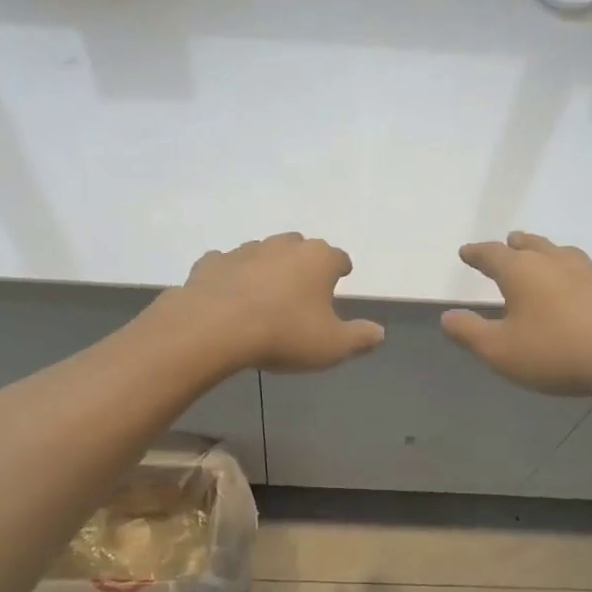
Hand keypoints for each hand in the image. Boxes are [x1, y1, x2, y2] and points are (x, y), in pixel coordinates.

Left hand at [168, 233, 384, 373]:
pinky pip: (226, 265)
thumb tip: (379, 332)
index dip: (341, 269)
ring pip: (263, 253)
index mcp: (318, 259)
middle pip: (300, 248)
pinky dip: (230, 276)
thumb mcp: (332, 346)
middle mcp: (283, 246)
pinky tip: (228, 294)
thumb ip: (359, 338)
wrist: (215, 328)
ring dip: (267, 268)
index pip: (338, 258)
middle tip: (302, 286)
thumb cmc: (284, 334)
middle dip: (303, 263)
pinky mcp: (212, 262)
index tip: (341, 277)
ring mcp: (245, 251)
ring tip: (265, 293)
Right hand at [442, 232, 591, 400]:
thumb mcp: (501, 351)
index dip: (476, 253)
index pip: (492, 254)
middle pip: (530, 244)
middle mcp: (555, 261)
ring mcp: (591, 271)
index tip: (466, 252)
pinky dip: (574, 275)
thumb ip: (469, 332)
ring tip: (542, 258)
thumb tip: (447, 317)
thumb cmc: (558, 353)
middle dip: (514, 245)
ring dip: (546, 253)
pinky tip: (580, 288)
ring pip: (562, 253)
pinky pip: (587, 272)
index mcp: (522, 271)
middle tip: (508, 243)